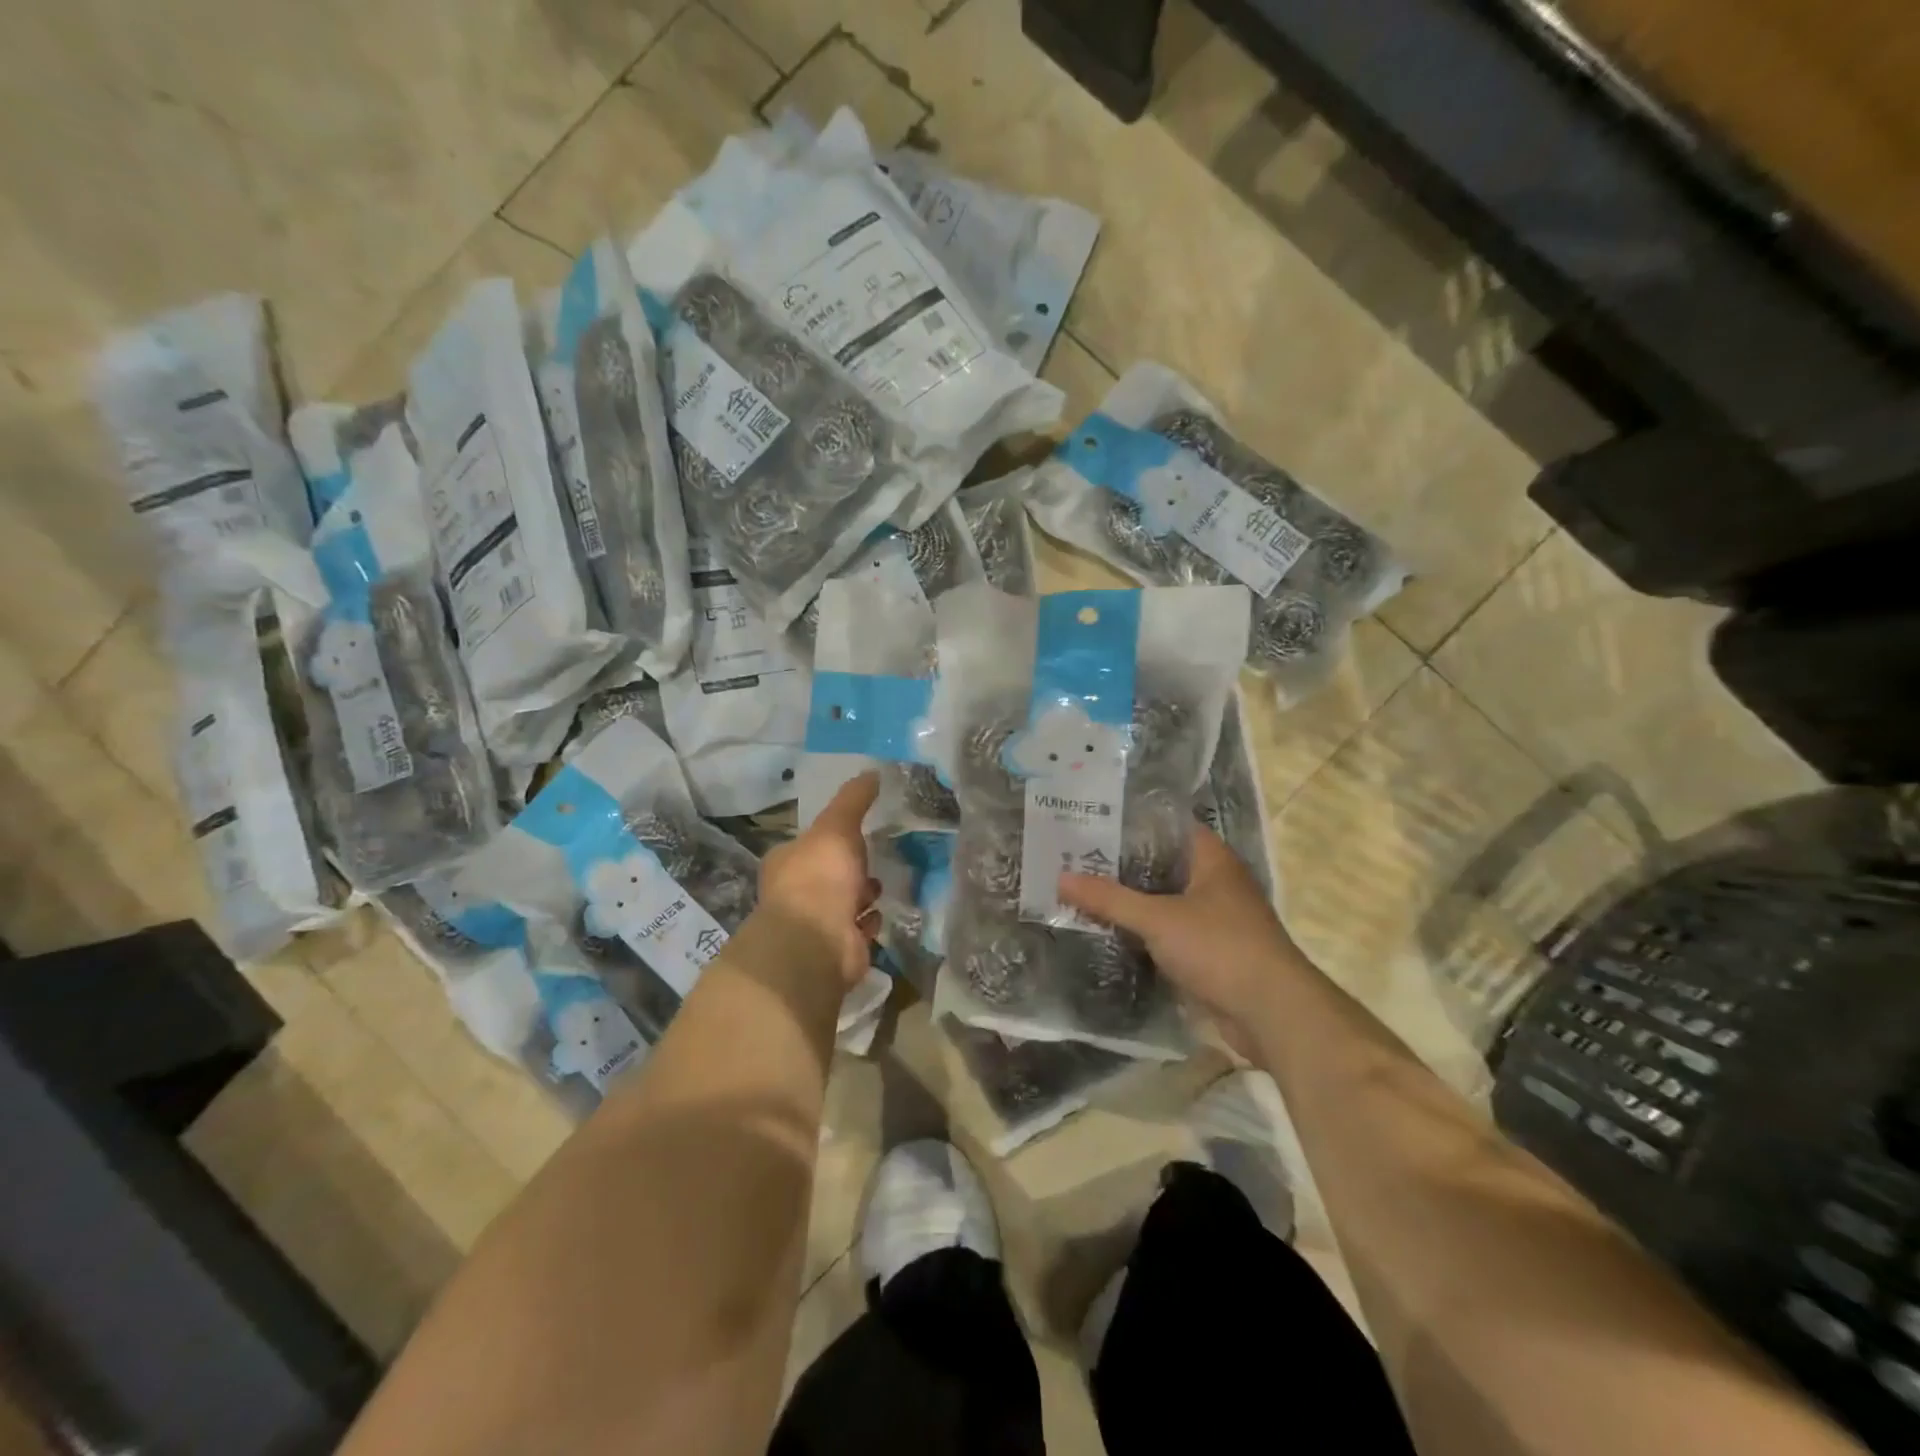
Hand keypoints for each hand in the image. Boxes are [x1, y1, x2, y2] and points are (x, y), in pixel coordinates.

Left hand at [757, 772, 882, 990]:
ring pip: (844, 902)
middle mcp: (796, 893)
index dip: (832, 838)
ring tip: (877, 889)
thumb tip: (872, 771)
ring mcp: (815, 924)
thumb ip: (854, 799)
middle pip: (829, 874)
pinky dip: (868, 923)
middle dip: (852, 868)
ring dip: (863, 896)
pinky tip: (878, 916)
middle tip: (873, 860)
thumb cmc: (820, 878)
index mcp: (786, 862)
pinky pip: (856, 930)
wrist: (818, 943)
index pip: (810, 844)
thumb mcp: (837, 826)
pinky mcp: (836, 948)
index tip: (857, 833)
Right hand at [1059, 824, 1307, 1041]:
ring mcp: (1213, 920)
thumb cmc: (1219, 948)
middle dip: (1121, 865)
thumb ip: (1109, 899)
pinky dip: (1141, 933)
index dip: (1131, 823)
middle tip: (1073, 859)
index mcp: (1212, 859)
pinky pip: (1166, 933)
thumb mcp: (1158, 918)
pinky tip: (1107, 932)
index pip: (1167, 826)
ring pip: (1162, 902)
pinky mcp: (1208, 953)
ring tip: (1081, 892)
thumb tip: (1060, 878)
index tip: (1090, 823)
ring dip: (1130, 902)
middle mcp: (1215, 883)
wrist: (1271, 1013)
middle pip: (1161, 865)